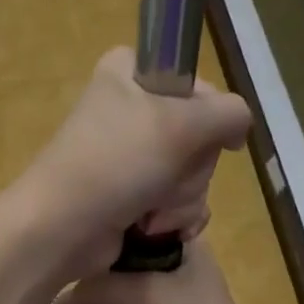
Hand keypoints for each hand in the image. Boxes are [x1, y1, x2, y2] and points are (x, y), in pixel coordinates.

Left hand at [12, 48, 249, 280]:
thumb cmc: (116, 163)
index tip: (195, 136)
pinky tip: (155, 228)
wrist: (63, 229)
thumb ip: (230, 113)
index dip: (206, 116)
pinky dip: (173, 218)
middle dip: (189, 168)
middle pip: (199, 136)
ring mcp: (131, 156)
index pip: (198, 85)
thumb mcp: (182, 123)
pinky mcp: (132, 195)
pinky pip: (178, 202)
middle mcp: (130, 110)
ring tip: (150, 210)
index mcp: (130, 74)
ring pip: (192, 174)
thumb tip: (239, 128)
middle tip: (162, 178)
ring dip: (180, 199)